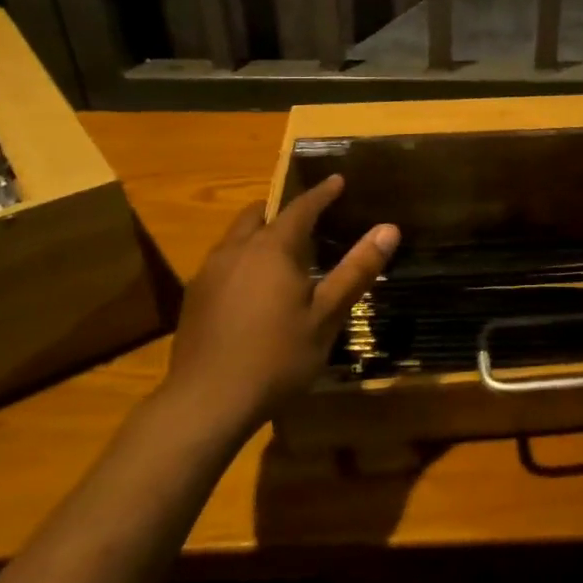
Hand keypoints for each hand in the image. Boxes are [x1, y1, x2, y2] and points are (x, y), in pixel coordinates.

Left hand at [164, 176, 398, 434]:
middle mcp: (236, 250)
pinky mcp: (193, 297)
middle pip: (259, 215)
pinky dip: (243, 258)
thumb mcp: (326, 316)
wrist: (206, 402)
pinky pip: (223, 261)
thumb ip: (356, 270)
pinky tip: (254, 288)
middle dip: (284, 210)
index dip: (322, 193)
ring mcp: (209, 273)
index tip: (337, 180)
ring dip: (260, 234)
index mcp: (272, 249)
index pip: (301, 208)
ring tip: (283, 252)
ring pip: (237, 238)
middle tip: (308, 218)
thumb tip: (389, 229)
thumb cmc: (276, 357)